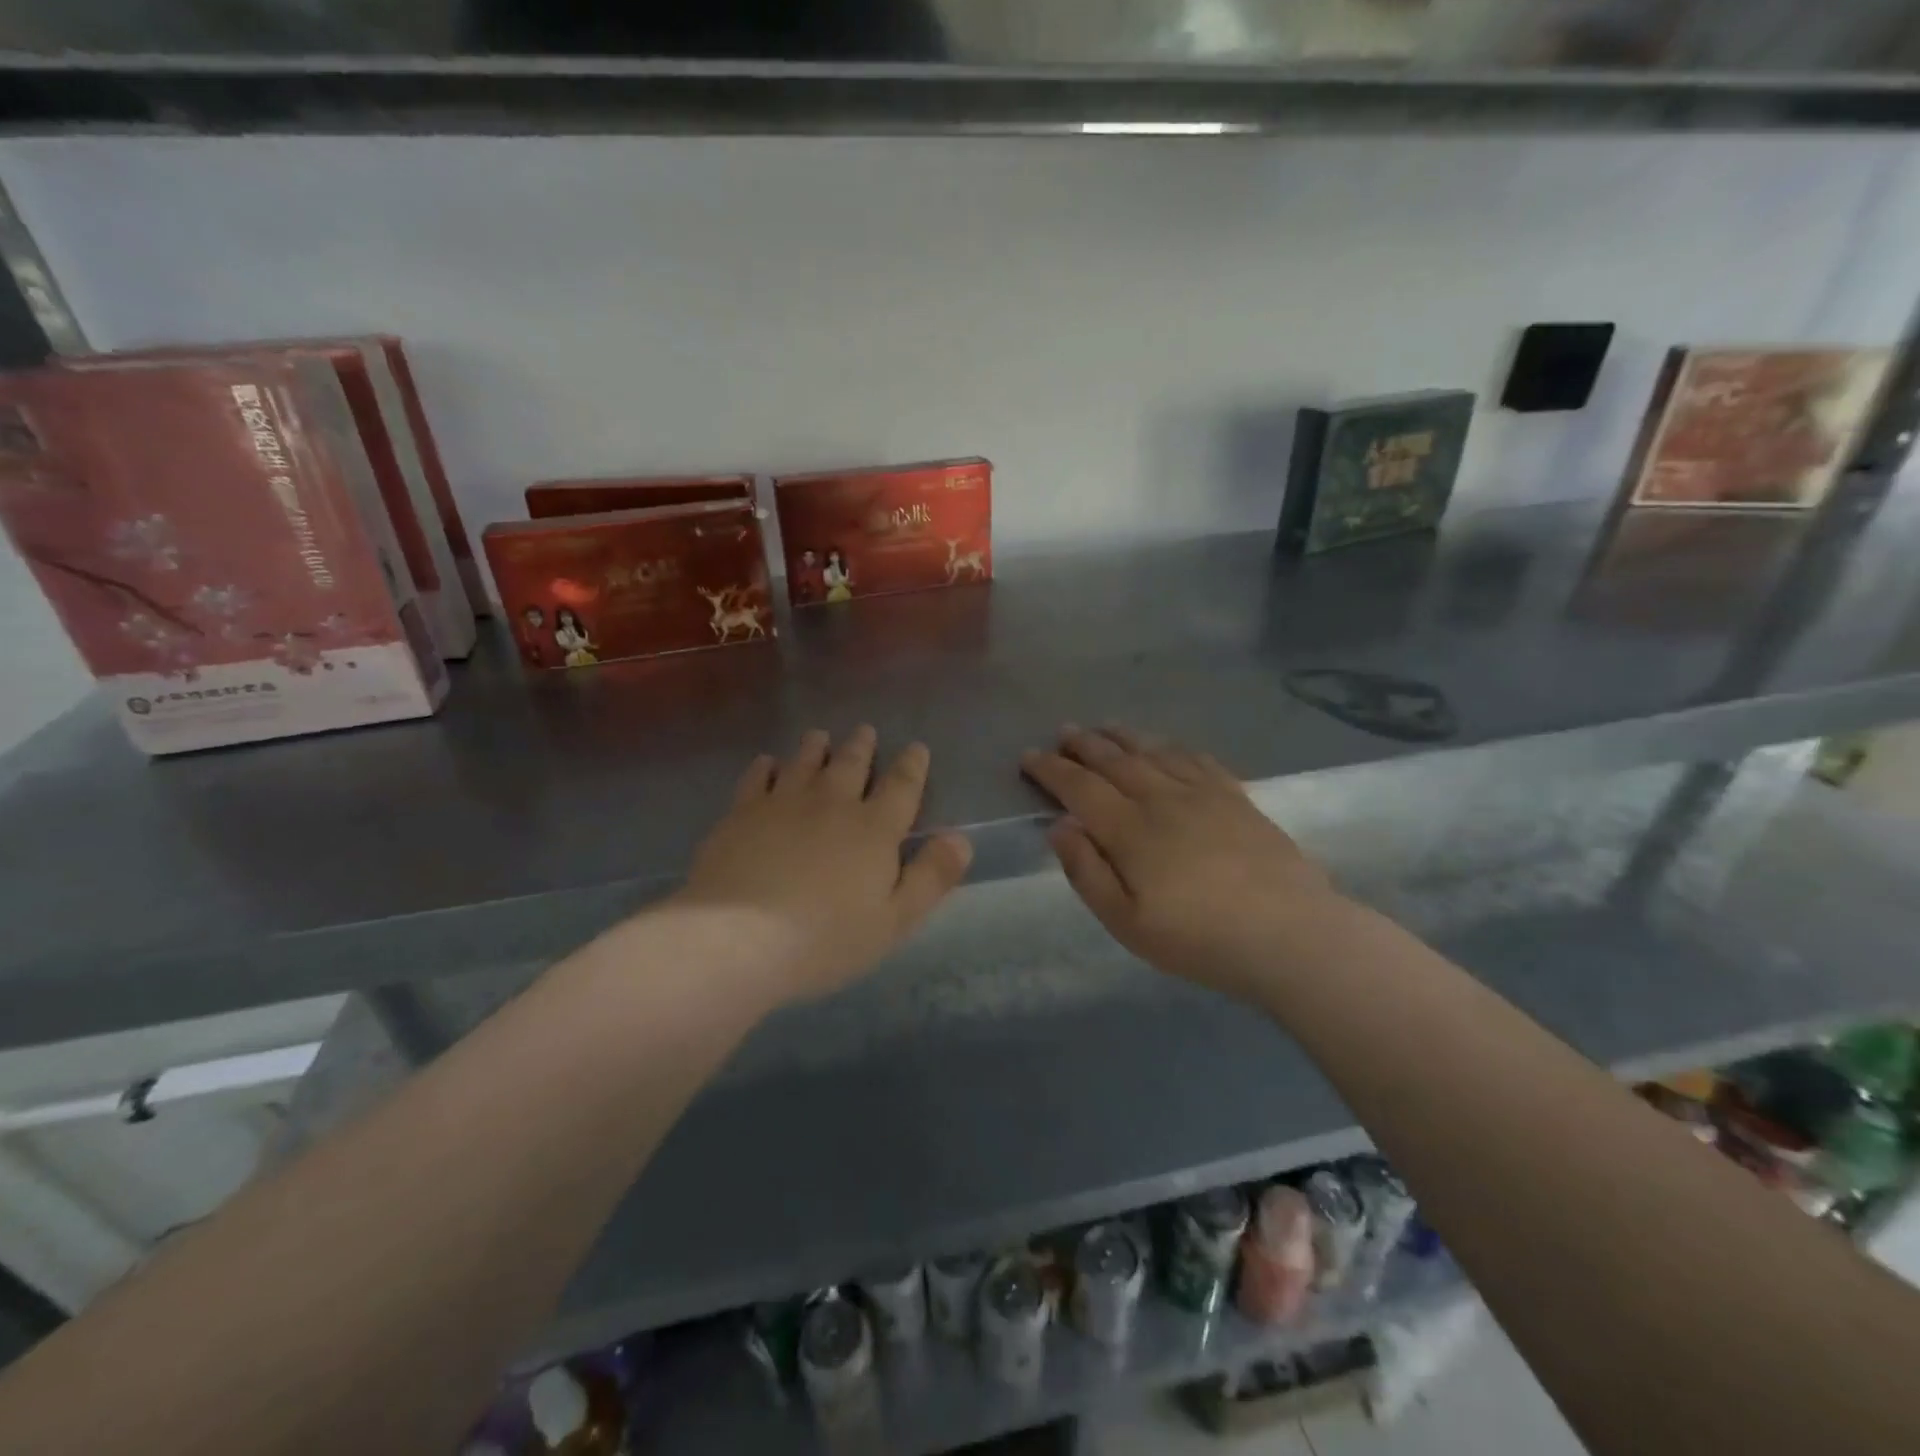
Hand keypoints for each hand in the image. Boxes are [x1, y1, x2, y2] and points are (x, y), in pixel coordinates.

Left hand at [676, 727, 972, 1002]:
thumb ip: (931, 877)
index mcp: (874, 828)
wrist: (738, 938)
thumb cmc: (826, 937)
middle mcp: (832, 802)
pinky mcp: (742, 812)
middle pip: (852, 763)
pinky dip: (766, 766)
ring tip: (821, 736)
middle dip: (862, 745)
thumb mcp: (895, 920)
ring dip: (816, 746)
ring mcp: (784, 802)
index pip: (902, 785)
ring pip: (805, 761)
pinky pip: (757, 777)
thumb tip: (961, 838)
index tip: (916, 748)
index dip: (912, 765)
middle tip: (865, 731)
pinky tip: (768, 763)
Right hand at [1021, 726, 1339, 1003]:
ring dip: (1123, 737)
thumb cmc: (1198, 938)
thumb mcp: (1126, 921)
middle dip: (1083, 744)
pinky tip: (1166, 745)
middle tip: (1064, 732)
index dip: (1051, 769)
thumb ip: (1087, 871)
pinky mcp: (1236, 797)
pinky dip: (1172, 747)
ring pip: (1153, 752)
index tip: (1029, 756)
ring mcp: (1202, 793)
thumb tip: (1059, 825)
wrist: (1289, 933)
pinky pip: (1196, 758)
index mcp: (1129, 829)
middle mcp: (1161, 798)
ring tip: (1105, 727)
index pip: (1079, 787)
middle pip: (1114, 760)